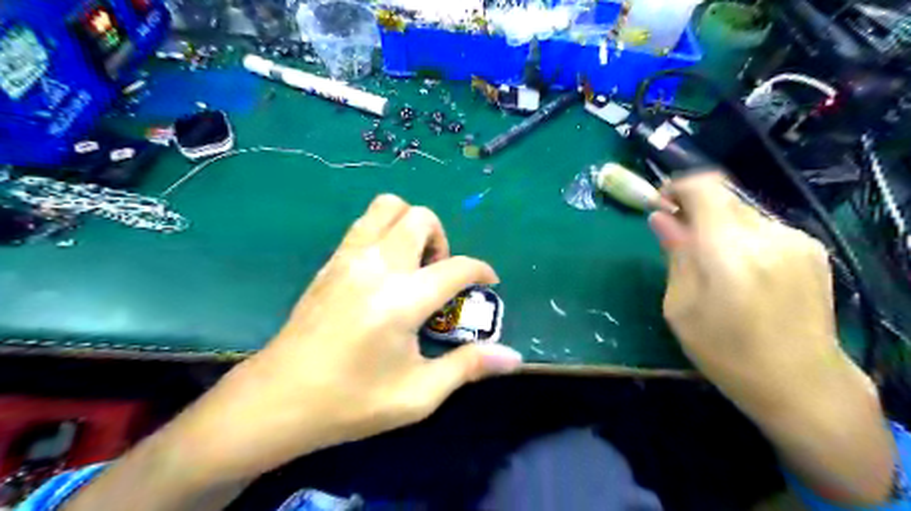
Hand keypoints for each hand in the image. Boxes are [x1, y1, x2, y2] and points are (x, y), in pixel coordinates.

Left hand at [167, 195, 517, 482]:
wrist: (277, 400)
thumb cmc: (351, 402)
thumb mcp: (418, 395)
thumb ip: (468, 367)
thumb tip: (513, 357)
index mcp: (402, 299)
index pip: (457, 267)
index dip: (481, 271)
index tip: (489, 283)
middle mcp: (377, 266)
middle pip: (421, 218)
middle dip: (443, 240)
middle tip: (440, 275)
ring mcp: (348, 258)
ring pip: (387, 207)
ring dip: (411, 226)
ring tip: (414, 265)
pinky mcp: (330, 263)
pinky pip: (364, 224)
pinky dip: (385, 232)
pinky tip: (385, 271)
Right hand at [648, 171, 855, 407]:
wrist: (802, 384)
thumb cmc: (726, 352)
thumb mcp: (681, 307)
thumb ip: (675, 255)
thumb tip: (661, 218)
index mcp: (728, 252)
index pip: (705, 186)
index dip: (677, 187)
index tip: (661, 205)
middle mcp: (768, 235)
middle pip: (723, 196)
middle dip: (694, 209)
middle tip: (679, 238)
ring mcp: (796, 240)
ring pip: (743, 212)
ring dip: (718, 225)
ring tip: (711, 263)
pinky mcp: (813, 250)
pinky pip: (764, 228)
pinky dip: (741, 237)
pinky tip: (741, 272)